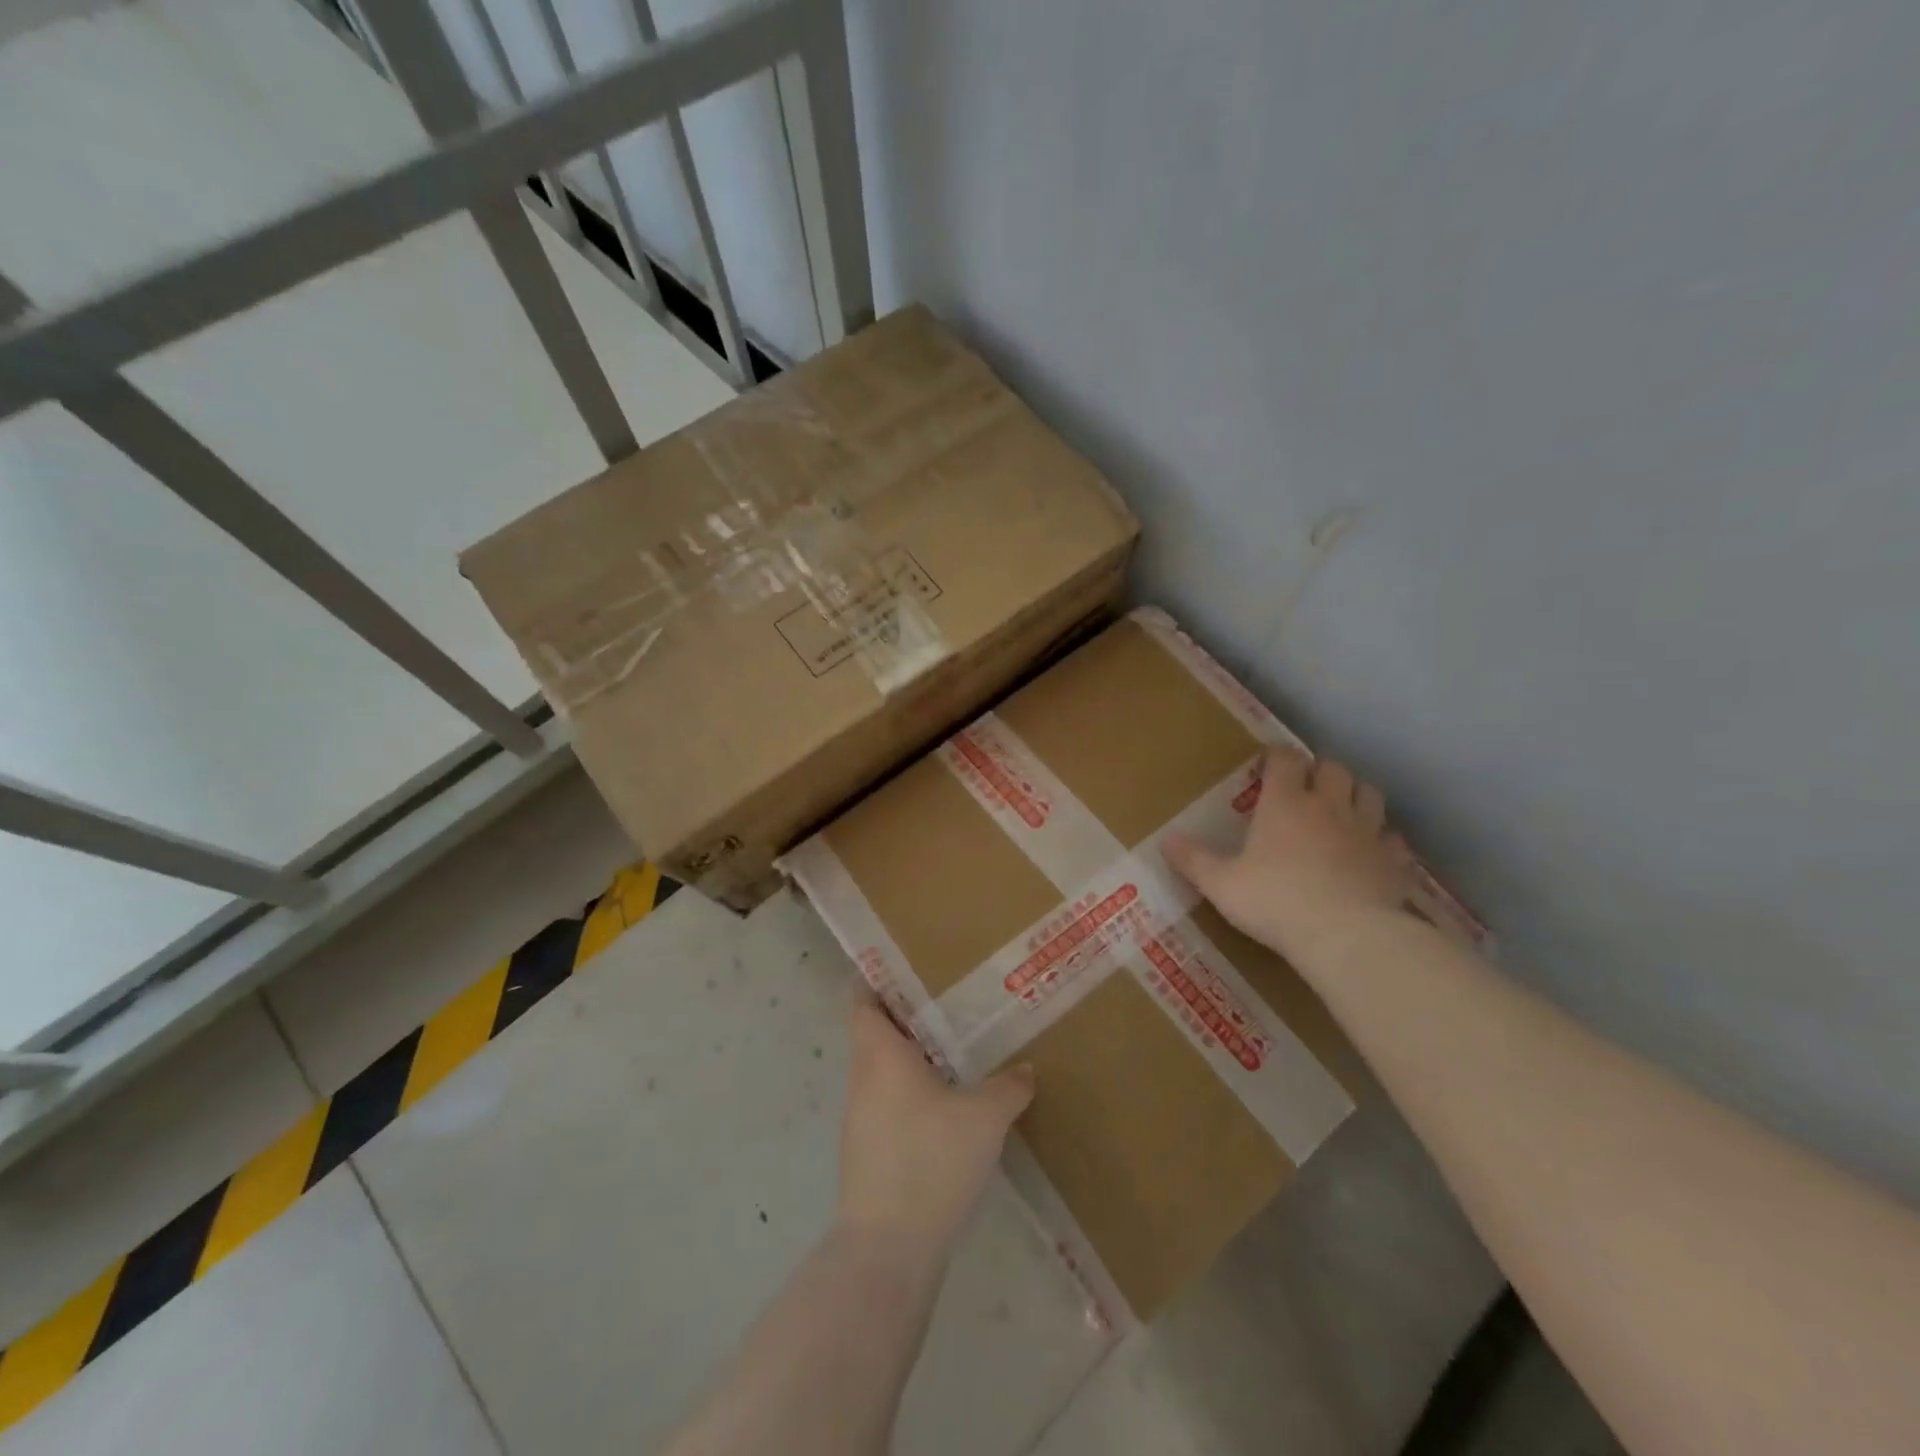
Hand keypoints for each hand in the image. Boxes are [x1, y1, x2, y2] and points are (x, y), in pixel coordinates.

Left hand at [836, 1001, 1033, 1270]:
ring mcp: (859, 1118)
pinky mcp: (867, 1151)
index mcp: (880, 1054)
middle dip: (906, 1018)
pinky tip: (945, 1106)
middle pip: (874, 1033)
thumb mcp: (984, 1116)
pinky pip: (887, 1103)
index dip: (877, 980)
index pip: (862, 1001)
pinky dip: (910, 1094)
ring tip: (953, 1051)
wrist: (889, 1248)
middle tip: (948, 1005)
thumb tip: (1025, 1070)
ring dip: (910, 1059)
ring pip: (881, 1071)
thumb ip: (1009, 1087)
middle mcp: (862, 1078)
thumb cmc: (931, 1160)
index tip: (907, 969)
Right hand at [1164, 747, 1414, 963]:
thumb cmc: (1275, 901)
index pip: (1285, 759)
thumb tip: (1167, 841)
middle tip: (1306, 788)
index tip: (1267, 765)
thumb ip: (1194, 861)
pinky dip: (1383, 839)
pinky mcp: (1393, 861)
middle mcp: (1328, 806)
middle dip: (1320, 771)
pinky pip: (1393, 839)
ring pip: (1369, 793)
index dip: (1276, 757)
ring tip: (1341, 810)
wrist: (1347, 936)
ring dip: (1356, 794)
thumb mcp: (1221, 885)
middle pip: (1334, 768)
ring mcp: (1367, 832)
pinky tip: (1371, 853)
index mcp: (1285, 803)